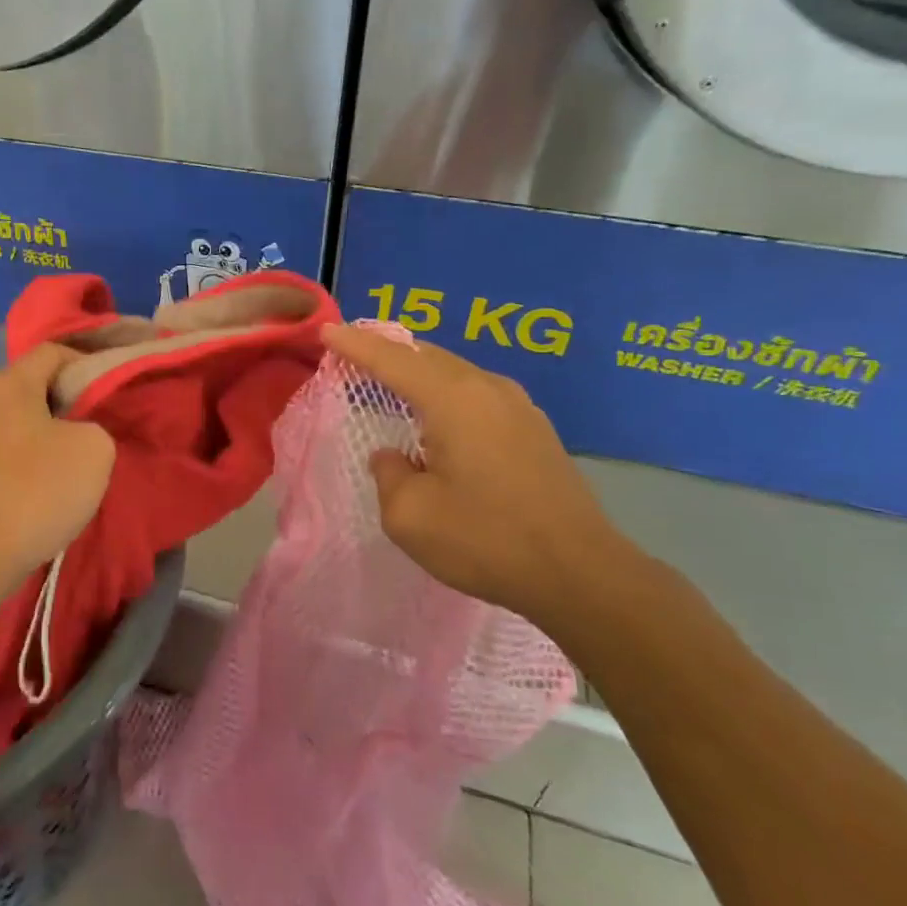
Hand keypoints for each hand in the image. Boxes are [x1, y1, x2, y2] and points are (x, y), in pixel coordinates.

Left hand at [0, 344, 115, 582]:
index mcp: (9, 382)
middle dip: (69, 402)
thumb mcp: (95, 449)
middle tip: (98, 428)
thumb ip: (94, 425)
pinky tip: (47, 489)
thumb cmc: (37, 489)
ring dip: (50, 436)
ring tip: (77, 463)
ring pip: (21, 422)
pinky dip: (31, 462)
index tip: (111, 390)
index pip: (52, 351)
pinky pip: (8, 453)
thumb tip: (75, 434)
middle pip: (34, 386)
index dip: (87, 363)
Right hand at [322, 325, 644, 628]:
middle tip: (352, 357)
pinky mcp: (534, 429)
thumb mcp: (410, 515)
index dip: (355, 345)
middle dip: (386, 352)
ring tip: (389, 382)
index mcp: (452, 399)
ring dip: (418, 372)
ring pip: (454, 372)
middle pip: (426, 355)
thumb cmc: (485, 540)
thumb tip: (393, 456)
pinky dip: (445, 392)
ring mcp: (517, 406)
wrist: (580, 573)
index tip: (326, 332)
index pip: (391, 359)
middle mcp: (486, 389)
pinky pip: (476, 393)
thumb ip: (389, 474)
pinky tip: (437, 417)